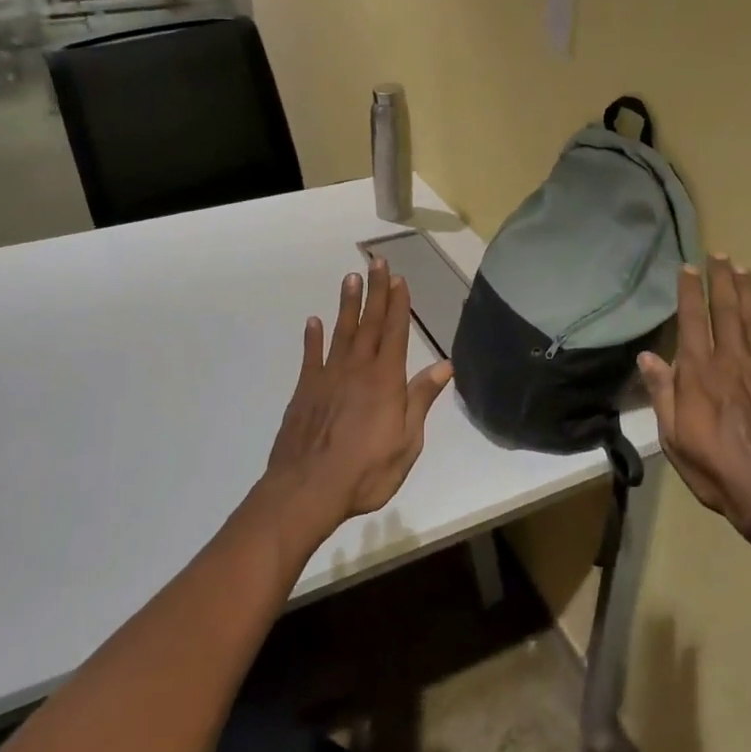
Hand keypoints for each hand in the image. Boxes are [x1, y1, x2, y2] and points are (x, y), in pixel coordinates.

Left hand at [261, 257, 453, 545]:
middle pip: (369, 323)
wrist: (308, 490)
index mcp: (386, 380)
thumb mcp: (407, 442)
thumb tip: (445, 366)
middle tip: (376, 262)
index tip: (399, 278)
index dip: (398, 304)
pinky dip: (313, 337)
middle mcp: (357, 369)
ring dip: (347, 304)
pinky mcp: (305, 390)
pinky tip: (314, 321)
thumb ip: (421, 400)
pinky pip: (311, 356)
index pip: (395, 332)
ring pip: (341, 332)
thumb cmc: (366, 471)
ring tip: (351, 278)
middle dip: (375, 291)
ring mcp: (328, 377)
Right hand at [638, 256, 750, 557]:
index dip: (689, 293)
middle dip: (720, 280)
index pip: (691, 321)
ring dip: (747, 290)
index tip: (688, 268)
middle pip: (725, 310)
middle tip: (718, 254)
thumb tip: (648, 355)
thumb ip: (663, 394)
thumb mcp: (674, 438)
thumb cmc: (717, 470)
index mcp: (699, 374)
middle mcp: (731, 360)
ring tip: (742, 267)